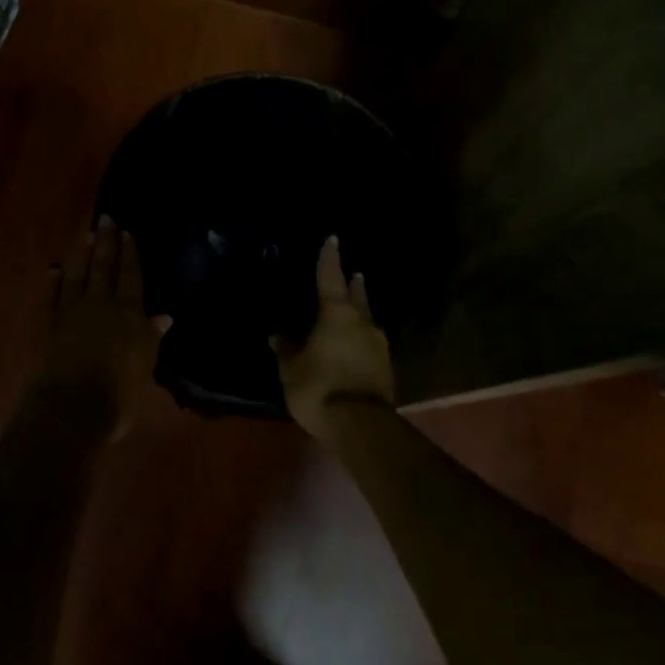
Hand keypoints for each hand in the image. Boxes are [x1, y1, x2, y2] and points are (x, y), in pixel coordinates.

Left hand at [38, 217, 171, 437]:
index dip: (130, 254)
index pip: (131, 276)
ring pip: (78, 275)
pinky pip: (52, 297)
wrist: (71, 408)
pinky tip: (54, 270)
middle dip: (106, 242)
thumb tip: (164, 317)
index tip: (128, 232)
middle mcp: (100, 305)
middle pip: (104, 267)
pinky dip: (54, 282)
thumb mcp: (144, 366)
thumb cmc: (118, 393)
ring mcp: (72, 313)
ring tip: (84, 234)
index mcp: (128, 313)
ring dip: (81, 254)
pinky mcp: (50, 326)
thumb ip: (151, 338)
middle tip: (106, 218)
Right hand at [273, 236, 393, 441]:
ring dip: (361, 311)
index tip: (333, 239)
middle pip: (357, 296)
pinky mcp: (386, 367)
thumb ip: (286, 350)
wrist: (361, 426)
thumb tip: (278, 335)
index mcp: (336, 313)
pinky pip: (370, 343)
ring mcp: (378, 344)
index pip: (331, 277)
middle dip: (354, 284)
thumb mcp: (292, 369)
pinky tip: (356, 343)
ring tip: (355, 307)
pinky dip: (362, 337)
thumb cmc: (320, 387)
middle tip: (355, 274)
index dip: (330, 258)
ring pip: (367, 319)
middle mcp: (362, 321)